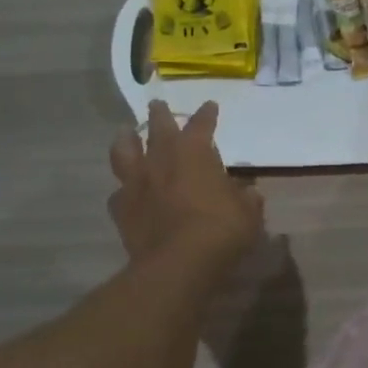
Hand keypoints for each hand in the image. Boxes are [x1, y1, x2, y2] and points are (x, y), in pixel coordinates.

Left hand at [109, 100, 263, 271]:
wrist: (178, 263)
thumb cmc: (220, 230)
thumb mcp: (248, 214)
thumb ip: (246, 199)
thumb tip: (249, 193)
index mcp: (194, 153)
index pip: (201, 125)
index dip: (207, 115)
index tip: (210, 106)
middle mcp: (161, 160)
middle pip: (158, 128)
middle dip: (160, 114)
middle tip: (157, 104)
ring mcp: (137, 183)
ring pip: (124, 152)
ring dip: (125, 140)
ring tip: (125, 133)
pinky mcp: (122, 209)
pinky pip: (118, 193)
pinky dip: (123, 190)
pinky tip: (124, 192)